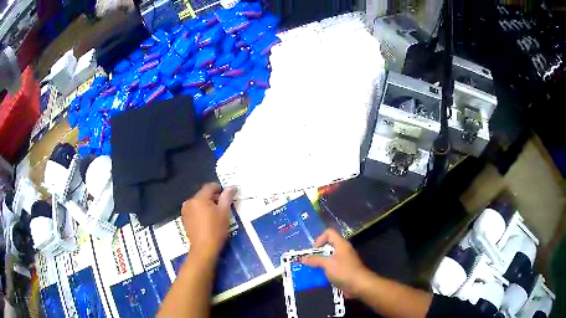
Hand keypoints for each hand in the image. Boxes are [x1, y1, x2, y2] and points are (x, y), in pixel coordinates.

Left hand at [181, 183, 235, 259]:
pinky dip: (200, 212)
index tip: (227, 196)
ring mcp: (185, 211)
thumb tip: (231, 187)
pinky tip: (207, 221)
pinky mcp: (184, 219)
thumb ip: (227, 198)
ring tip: (215, 215)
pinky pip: (194, 210)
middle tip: (223, 207)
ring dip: (206, 205)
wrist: (204, 249)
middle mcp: (190, 202)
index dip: (219, 189)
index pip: (210, 186)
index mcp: (199, 198)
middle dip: (213, 198)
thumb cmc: (216, 230)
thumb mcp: (224, 213)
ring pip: (198, 202)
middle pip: (203, 194)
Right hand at [302, 229, 368, 297]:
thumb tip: (303, 258)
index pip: (329, 233)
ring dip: (320, 264)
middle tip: (309, 262)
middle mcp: (343, 250)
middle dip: (317, 254)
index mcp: (341, 244)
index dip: (319, 239)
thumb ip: (315, 260)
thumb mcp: (327, 264)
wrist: (359, 285)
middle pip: (328, 246)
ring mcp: (344, 261)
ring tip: (312, 271)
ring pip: (329, 259)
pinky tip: (319, 278)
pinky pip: (332, 268)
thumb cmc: (344, 271)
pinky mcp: (344, 271)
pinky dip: (325, 271)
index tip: (313, 251)